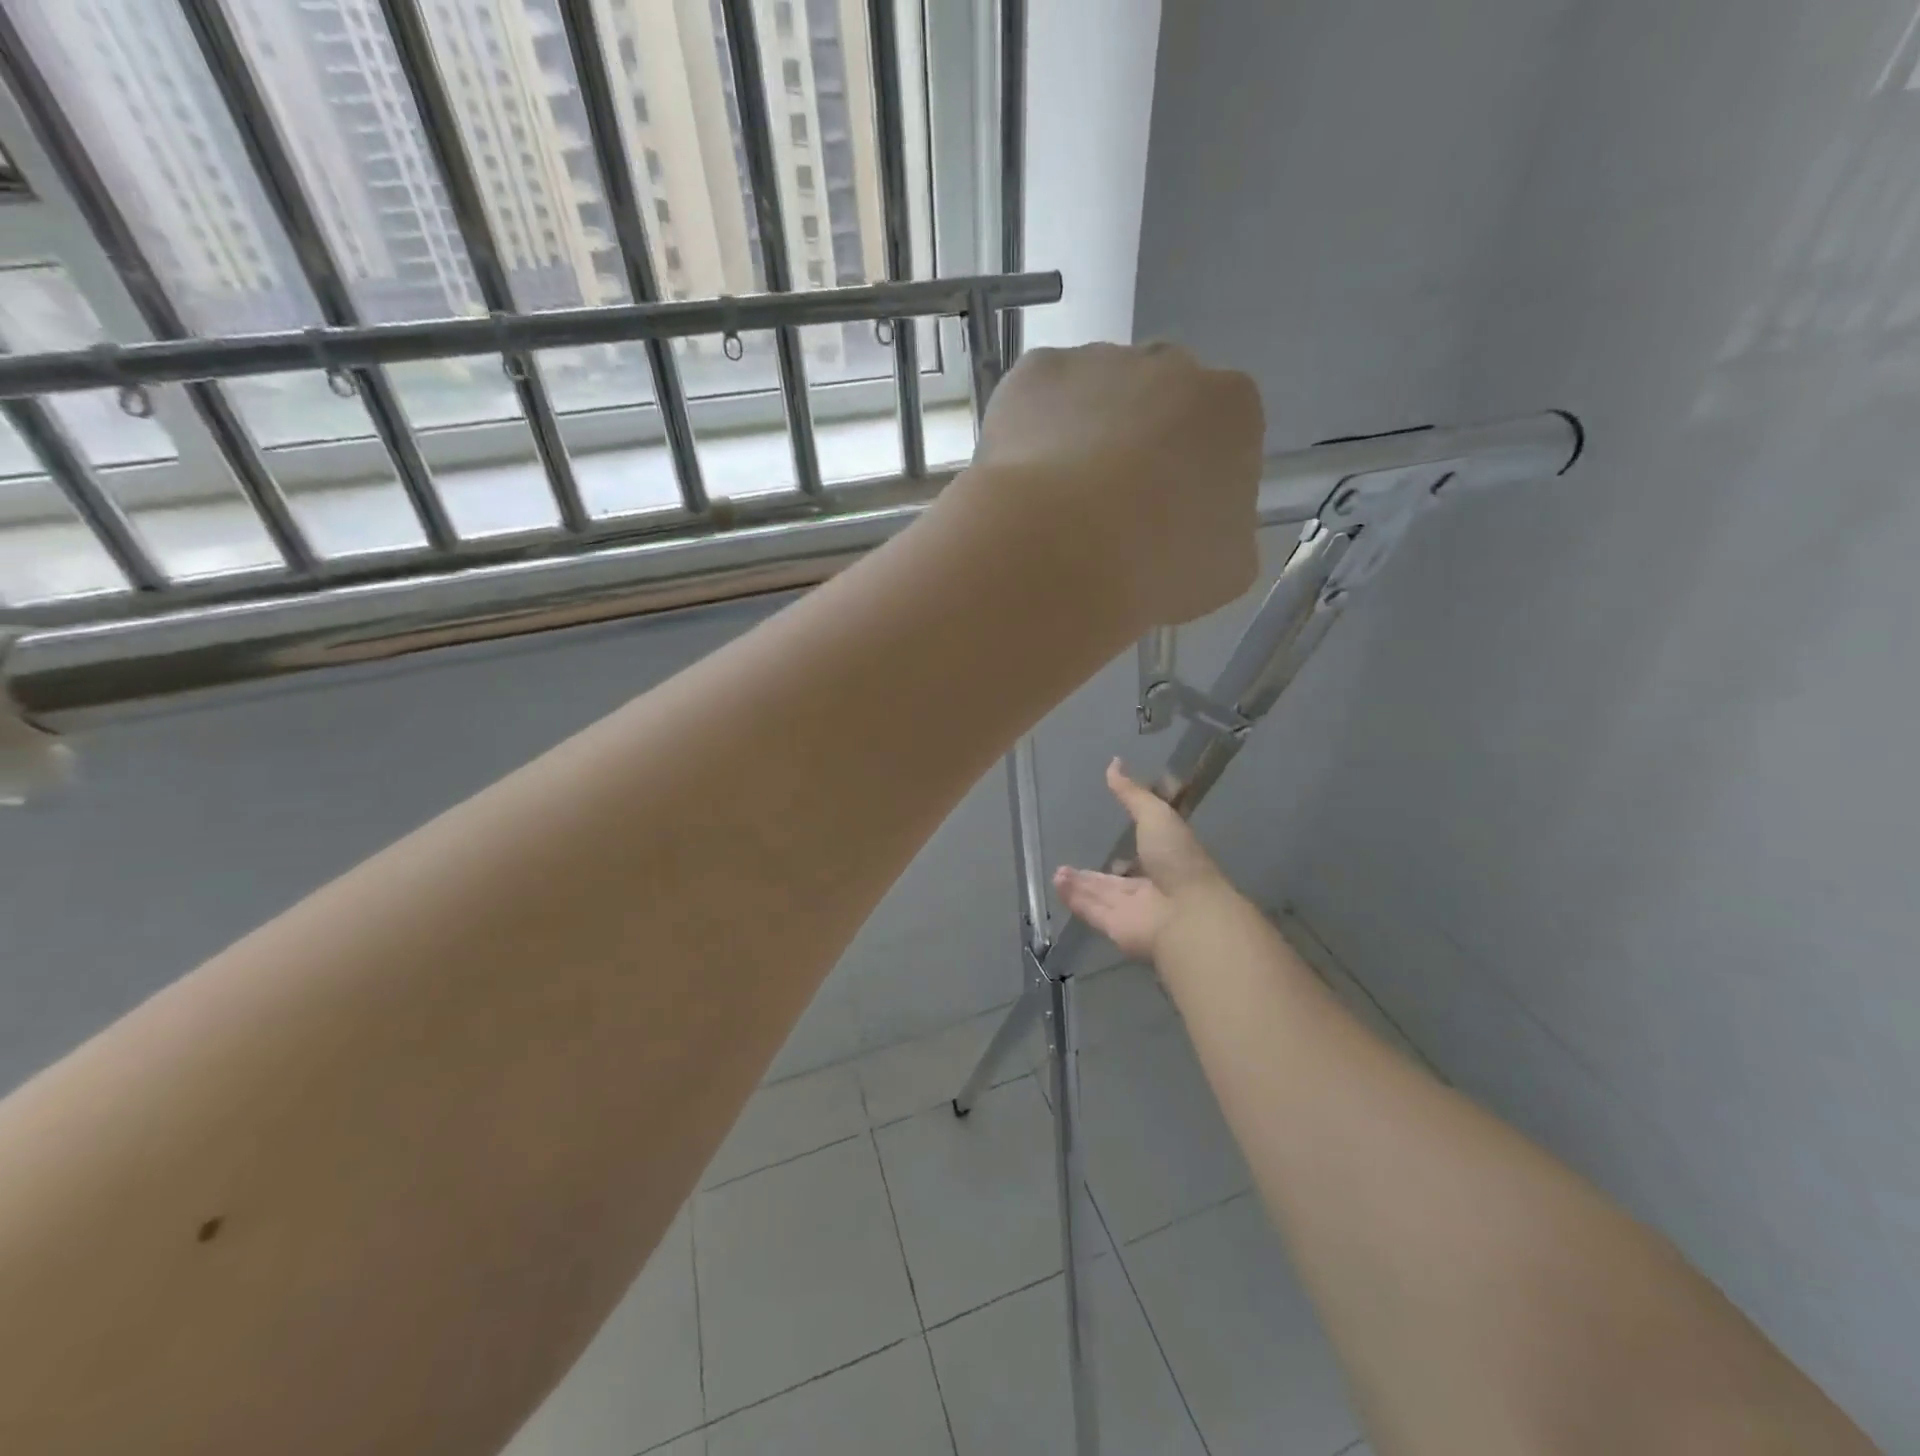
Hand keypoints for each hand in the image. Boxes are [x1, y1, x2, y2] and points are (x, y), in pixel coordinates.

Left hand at [971, 342, 1262, 627]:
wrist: (1060, 554)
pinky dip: (1028, 433)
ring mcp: (1097, 361)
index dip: (1190, 479)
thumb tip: (1200, 526)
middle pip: (1156, 403)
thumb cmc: (1156, 568)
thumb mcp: (1225, 569)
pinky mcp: (1034, 372)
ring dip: (1081, 437)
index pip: (1219, 435)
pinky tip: (1023, 482)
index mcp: (1230, 410)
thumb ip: (1223, 530)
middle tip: (1109, 511)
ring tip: (1057, 505)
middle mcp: (1169, 364)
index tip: (1164, 520)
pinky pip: (1035, 400)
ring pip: (1092, 396)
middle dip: (1137, 446)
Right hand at [1054, 759, 1233, 961]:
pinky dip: (1074, 899)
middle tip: (1067, 864)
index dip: (1125, 846)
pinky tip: (1057, 886)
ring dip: (1079, 886)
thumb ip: (1132, 794)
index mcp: (1167, 860)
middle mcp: (1150, 887)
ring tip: (1057, 874)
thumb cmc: (1177, 859)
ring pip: (1100, 896)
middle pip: (1115, 881)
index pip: (1142, 852)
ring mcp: (1133, 911)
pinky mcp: (1115, 928)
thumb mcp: (1156, 815)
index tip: (1104, 836)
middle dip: (1093, 875)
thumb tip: (1114, 763)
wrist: (1187, 914)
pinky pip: (1091, 911)